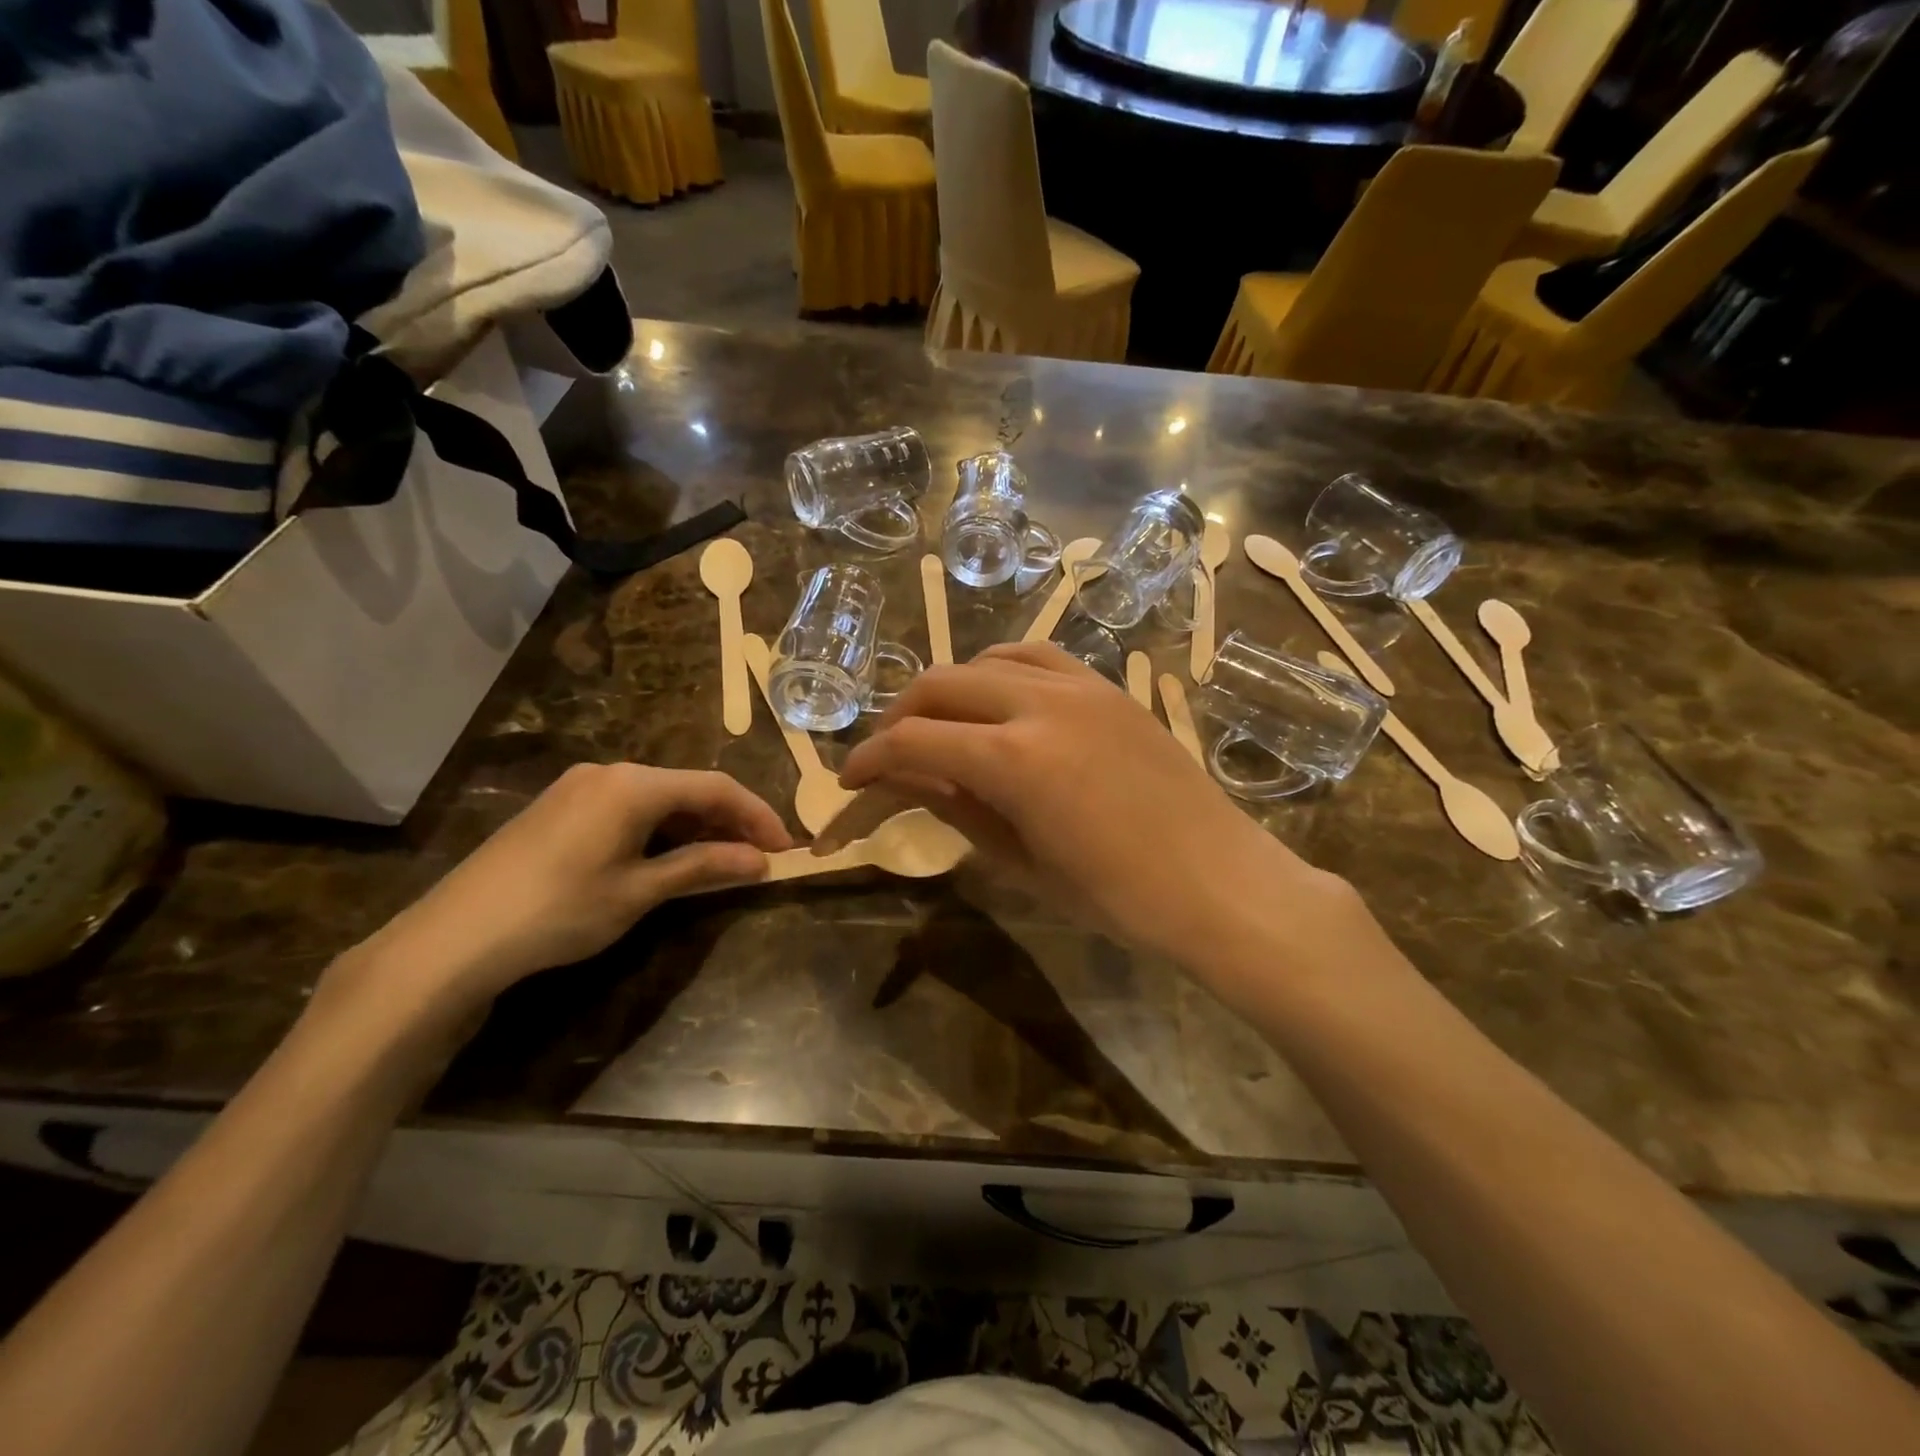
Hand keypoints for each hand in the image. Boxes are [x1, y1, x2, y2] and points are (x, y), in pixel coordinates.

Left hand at [334, 764, 790, 1021]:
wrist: (454, 938)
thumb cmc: (560, 910)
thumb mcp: (640, 891)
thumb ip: (703, 866)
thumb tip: (760, 861)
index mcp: (634, 783)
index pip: (716, 787)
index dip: (757, 815)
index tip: (786, 847)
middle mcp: (609, 772)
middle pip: (688, 788)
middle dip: (729, 821)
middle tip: (760, 856)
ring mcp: (580, 788)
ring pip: (658, 798)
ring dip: (695, 826)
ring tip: (723, 861)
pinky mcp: (559, 809)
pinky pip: (628, 808)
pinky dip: (660, 830)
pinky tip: (670, 857)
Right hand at [839, 644, 1355, 972]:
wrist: (1218, 882)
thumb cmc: (1118, 897)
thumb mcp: (1021, 863)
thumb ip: (956, 810)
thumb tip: (902, 781)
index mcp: (1013, 760)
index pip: (913, 743)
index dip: (870, 761)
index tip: (850, 783)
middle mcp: (1039, 704)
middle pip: (939, 685)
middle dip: (898, 719)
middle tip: (887, 757)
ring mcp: (1080, 686)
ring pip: (986, 659)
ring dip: (948, 689)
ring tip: (938, 726)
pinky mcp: (1108, 687)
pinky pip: (1037, 656)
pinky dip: (999, 671)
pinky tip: (998, 703)